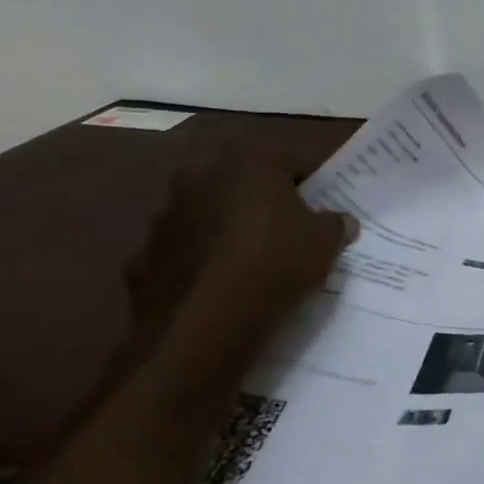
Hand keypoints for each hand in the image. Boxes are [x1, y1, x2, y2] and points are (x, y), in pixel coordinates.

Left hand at [127, 150, 356, 341]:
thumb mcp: (326, 242)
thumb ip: (335, 224)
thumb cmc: (276, 263)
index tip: (326, 208)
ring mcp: (165, 215)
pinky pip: (184, 249)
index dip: (314, 185)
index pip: (294, 161)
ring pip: (209, 212)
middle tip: (289, 227)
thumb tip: (339, 221)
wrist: (205, 322)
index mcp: (249, 162)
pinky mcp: (144, 254)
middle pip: (245, 182)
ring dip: (228, 226)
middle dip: (264, 200)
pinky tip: (221, 282)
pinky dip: (201, 259)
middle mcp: (201, 176)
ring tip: (254, 258)